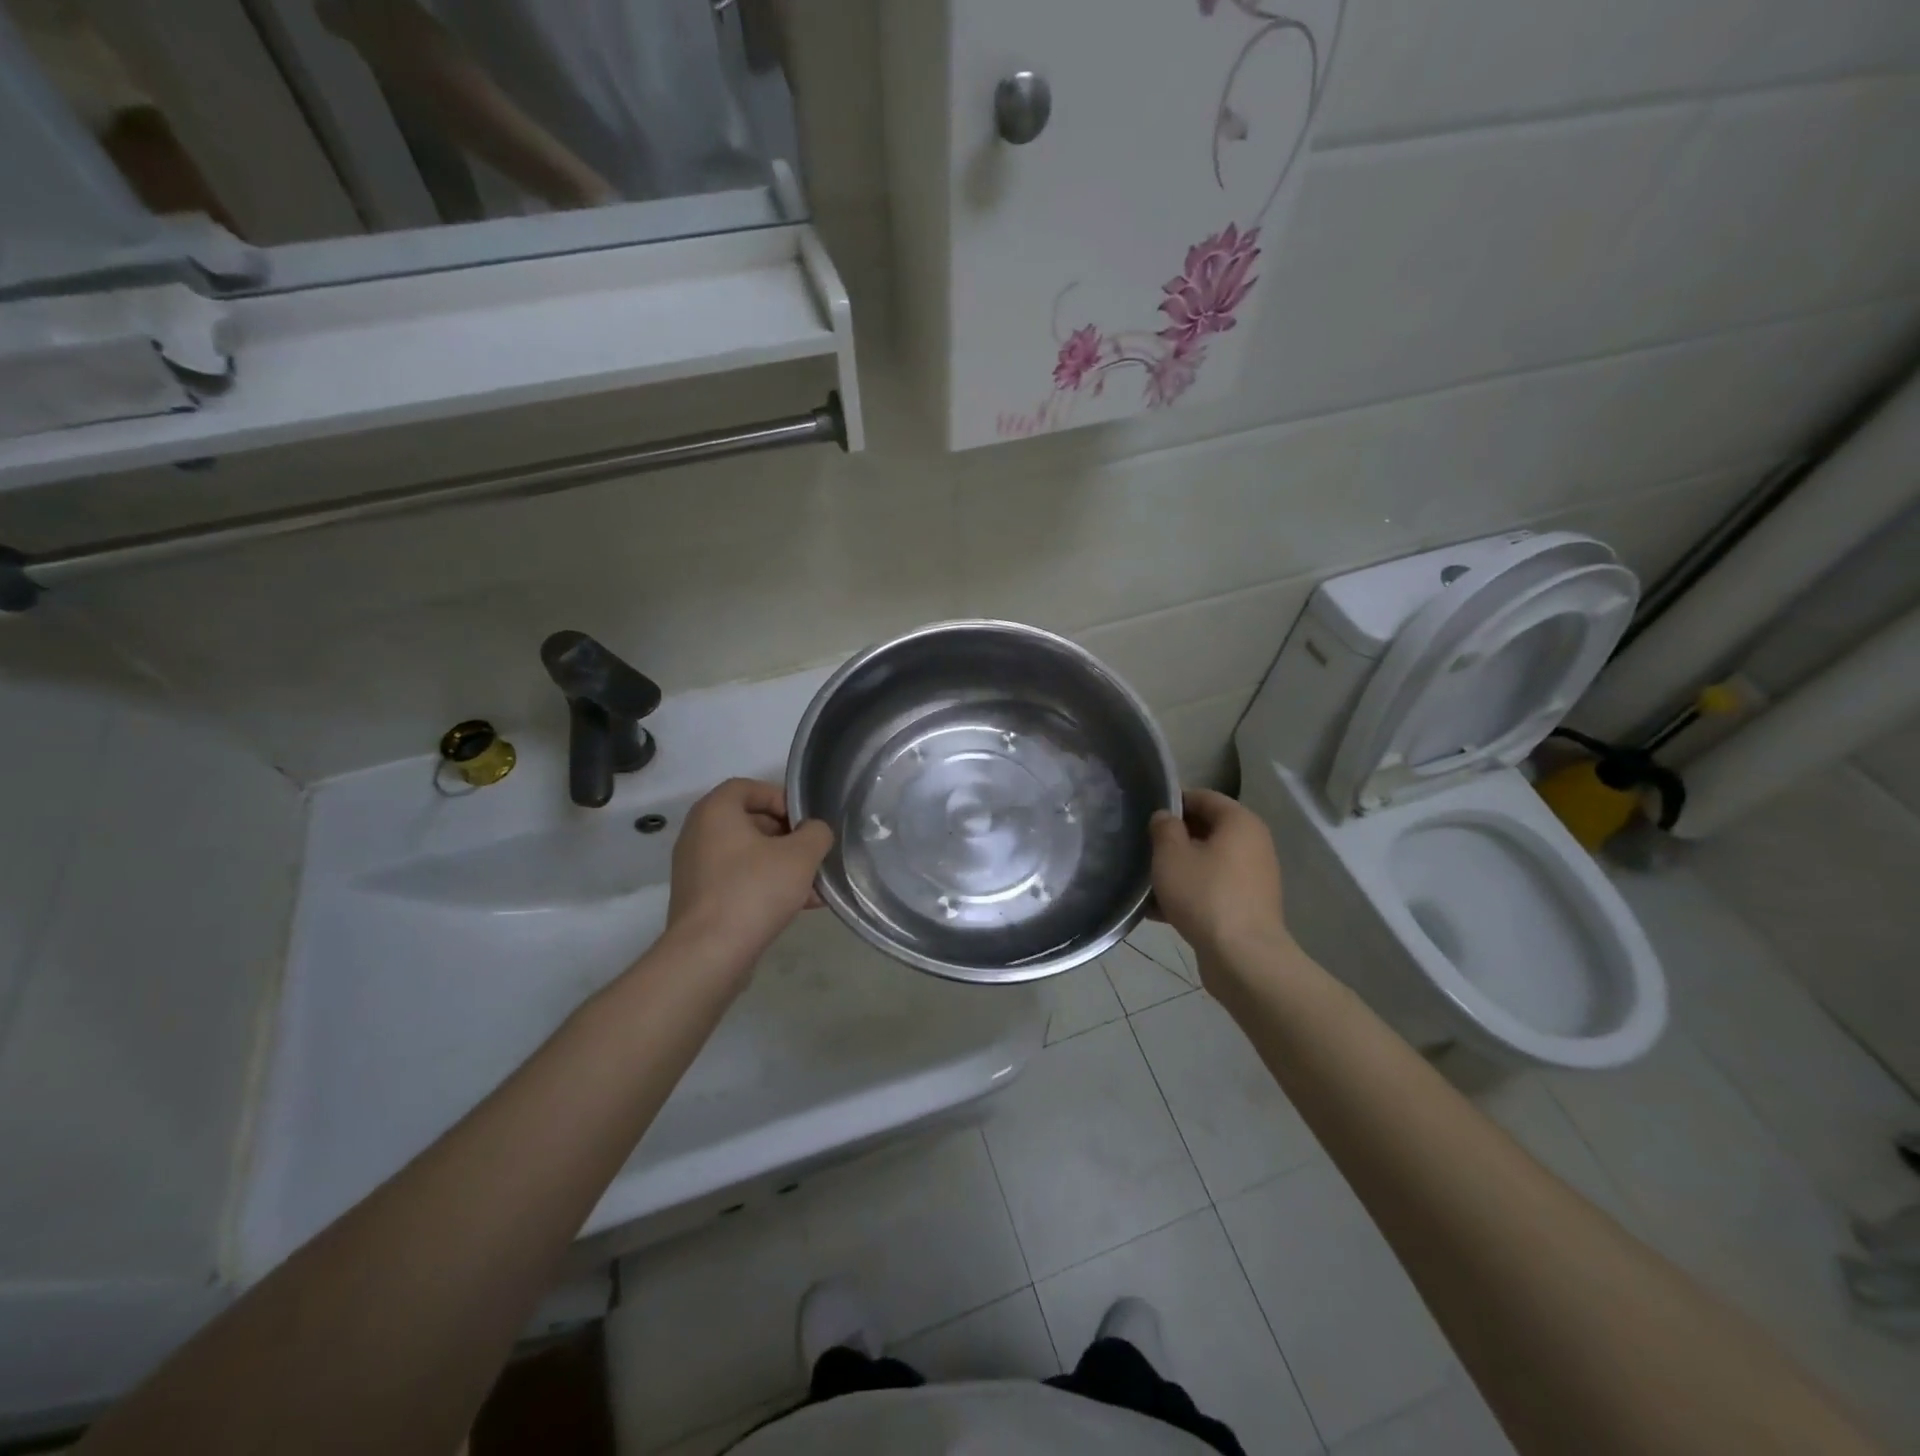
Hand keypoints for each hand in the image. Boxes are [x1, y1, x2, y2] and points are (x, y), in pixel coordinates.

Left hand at [666, 778, 833, 968]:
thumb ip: (816, 833)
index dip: (781, 798)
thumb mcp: (801, 855)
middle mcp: (698, 834)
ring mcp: (696, 869)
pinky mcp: (700, 900)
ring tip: (814, 887)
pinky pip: (738, 881)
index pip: (748, 787)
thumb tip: (814, 831)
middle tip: (812, 854)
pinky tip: (798, 906)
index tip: (805, 822)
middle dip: (787, 837)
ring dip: (782, 865)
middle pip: (750, 822)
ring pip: (748, 856)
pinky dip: (766, 886)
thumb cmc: (754, 890)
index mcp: (715, 812)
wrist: (709, 954)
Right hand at [1148, 789, 1290, 983]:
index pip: (1203, 797)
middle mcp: (1253, 844)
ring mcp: (1253, 877)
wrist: (1243, 957)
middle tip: (1143, 849)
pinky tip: (1160, 911)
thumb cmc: (1205, 894)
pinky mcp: (1248, 907)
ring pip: (1207, 862)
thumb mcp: (1171, 855)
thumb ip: (1164, 828)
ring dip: (1179, 869)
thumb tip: (1166, 817)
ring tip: (1147, 882)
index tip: (1145, 817)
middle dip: (1174, 839)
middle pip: (1206, 830)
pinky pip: (1212, 889)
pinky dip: (1190, 893)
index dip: (1173, 802)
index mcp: (1240, 822)